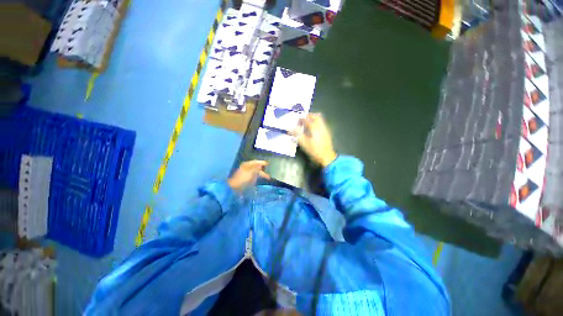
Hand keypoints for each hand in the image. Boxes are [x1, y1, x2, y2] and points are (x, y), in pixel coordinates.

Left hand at [228, 160, 270, 190]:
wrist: (235, 187)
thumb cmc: (242, 178)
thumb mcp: (250, 172)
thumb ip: (256, 168)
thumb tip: (260, 165)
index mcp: (247, 165)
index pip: (256, 162)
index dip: (261, 162)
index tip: (267, 163)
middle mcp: (247, 167)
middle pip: (256, 167)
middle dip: (262, 169)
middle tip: (268, 170)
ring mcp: (247, 173)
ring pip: (256, 172)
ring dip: (261, 173)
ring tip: (267, 177)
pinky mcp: (247, 178)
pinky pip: (254, 176)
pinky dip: (258, 176)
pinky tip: (261, 178)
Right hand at [291, 113, 336, 166]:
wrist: (327, 157)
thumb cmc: (314, 150)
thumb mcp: (304, 143)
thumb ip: (297, 134)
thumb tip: (289, 128)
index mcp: (314, 128)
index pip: (307, 119)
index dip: (301, 118)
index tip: (297, 120)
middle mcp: (321, 126)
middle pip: (316, 116)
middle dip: (309, 116)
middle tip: (303, 119)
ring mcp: (325, 129)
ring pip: (320, 119)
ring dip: (313, 118)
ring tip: (307, 123)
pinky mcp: (327, 133)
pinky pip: (322, 123)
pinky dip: (317, 123)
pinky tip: (313, 129)